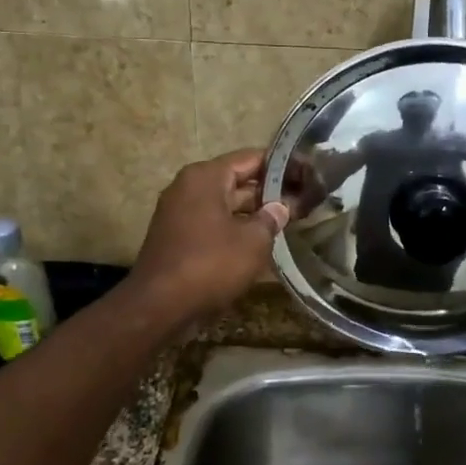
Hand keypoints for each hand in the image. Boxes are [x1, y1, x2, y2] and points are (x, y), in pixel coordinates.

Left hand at [128, 149, 289, 325]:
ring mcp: (179, 212)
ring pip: (225, 204)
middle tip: (302, 202)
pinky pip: (212, 223)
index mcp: (206, 177)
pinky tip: (258, 242)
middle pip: (236, 180)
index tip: (306, 175)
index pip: (250, 159)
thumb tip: (280, 207)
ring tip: (286, 222)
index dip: (281, 166)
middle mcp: (188, 187)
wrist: (159, 305)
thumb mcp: (253, 241)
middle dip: (268, 192)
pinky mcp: (176, 236)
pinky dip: (234, 228)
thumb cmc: (211, 264)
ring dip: (252, 213)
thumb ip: (271, 218)